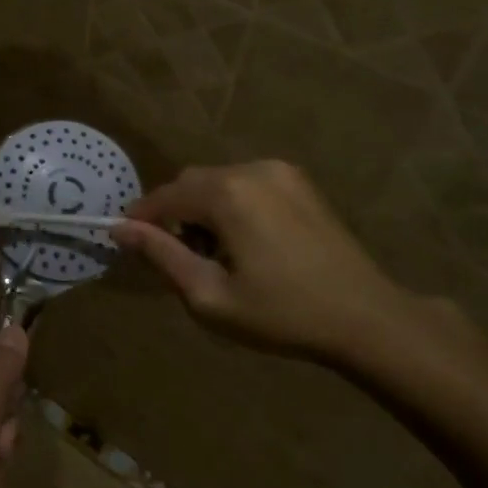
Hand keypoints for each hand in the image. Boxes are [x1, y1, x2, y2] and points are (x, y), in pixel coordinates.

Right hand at [110, 161, 419, 364]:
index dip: (141, 219)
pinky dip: (231, 204)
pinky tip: (246, 242)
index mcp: (227, 193)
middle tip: (180, 258)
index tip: (127, 243)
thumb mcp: (209, 295)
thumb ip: (161, 256)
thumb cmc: (282, 313)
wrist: (366, 317)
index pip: (164, 197)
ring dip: (203, 209)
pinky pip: (247, 183)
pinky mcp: (300, 183)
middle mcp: (251, 169)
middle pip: (190, 183)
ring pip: (218, 181)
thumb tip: (121, 230)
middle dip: (174, 214)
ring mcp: (281, 172)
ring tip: (216, 254)